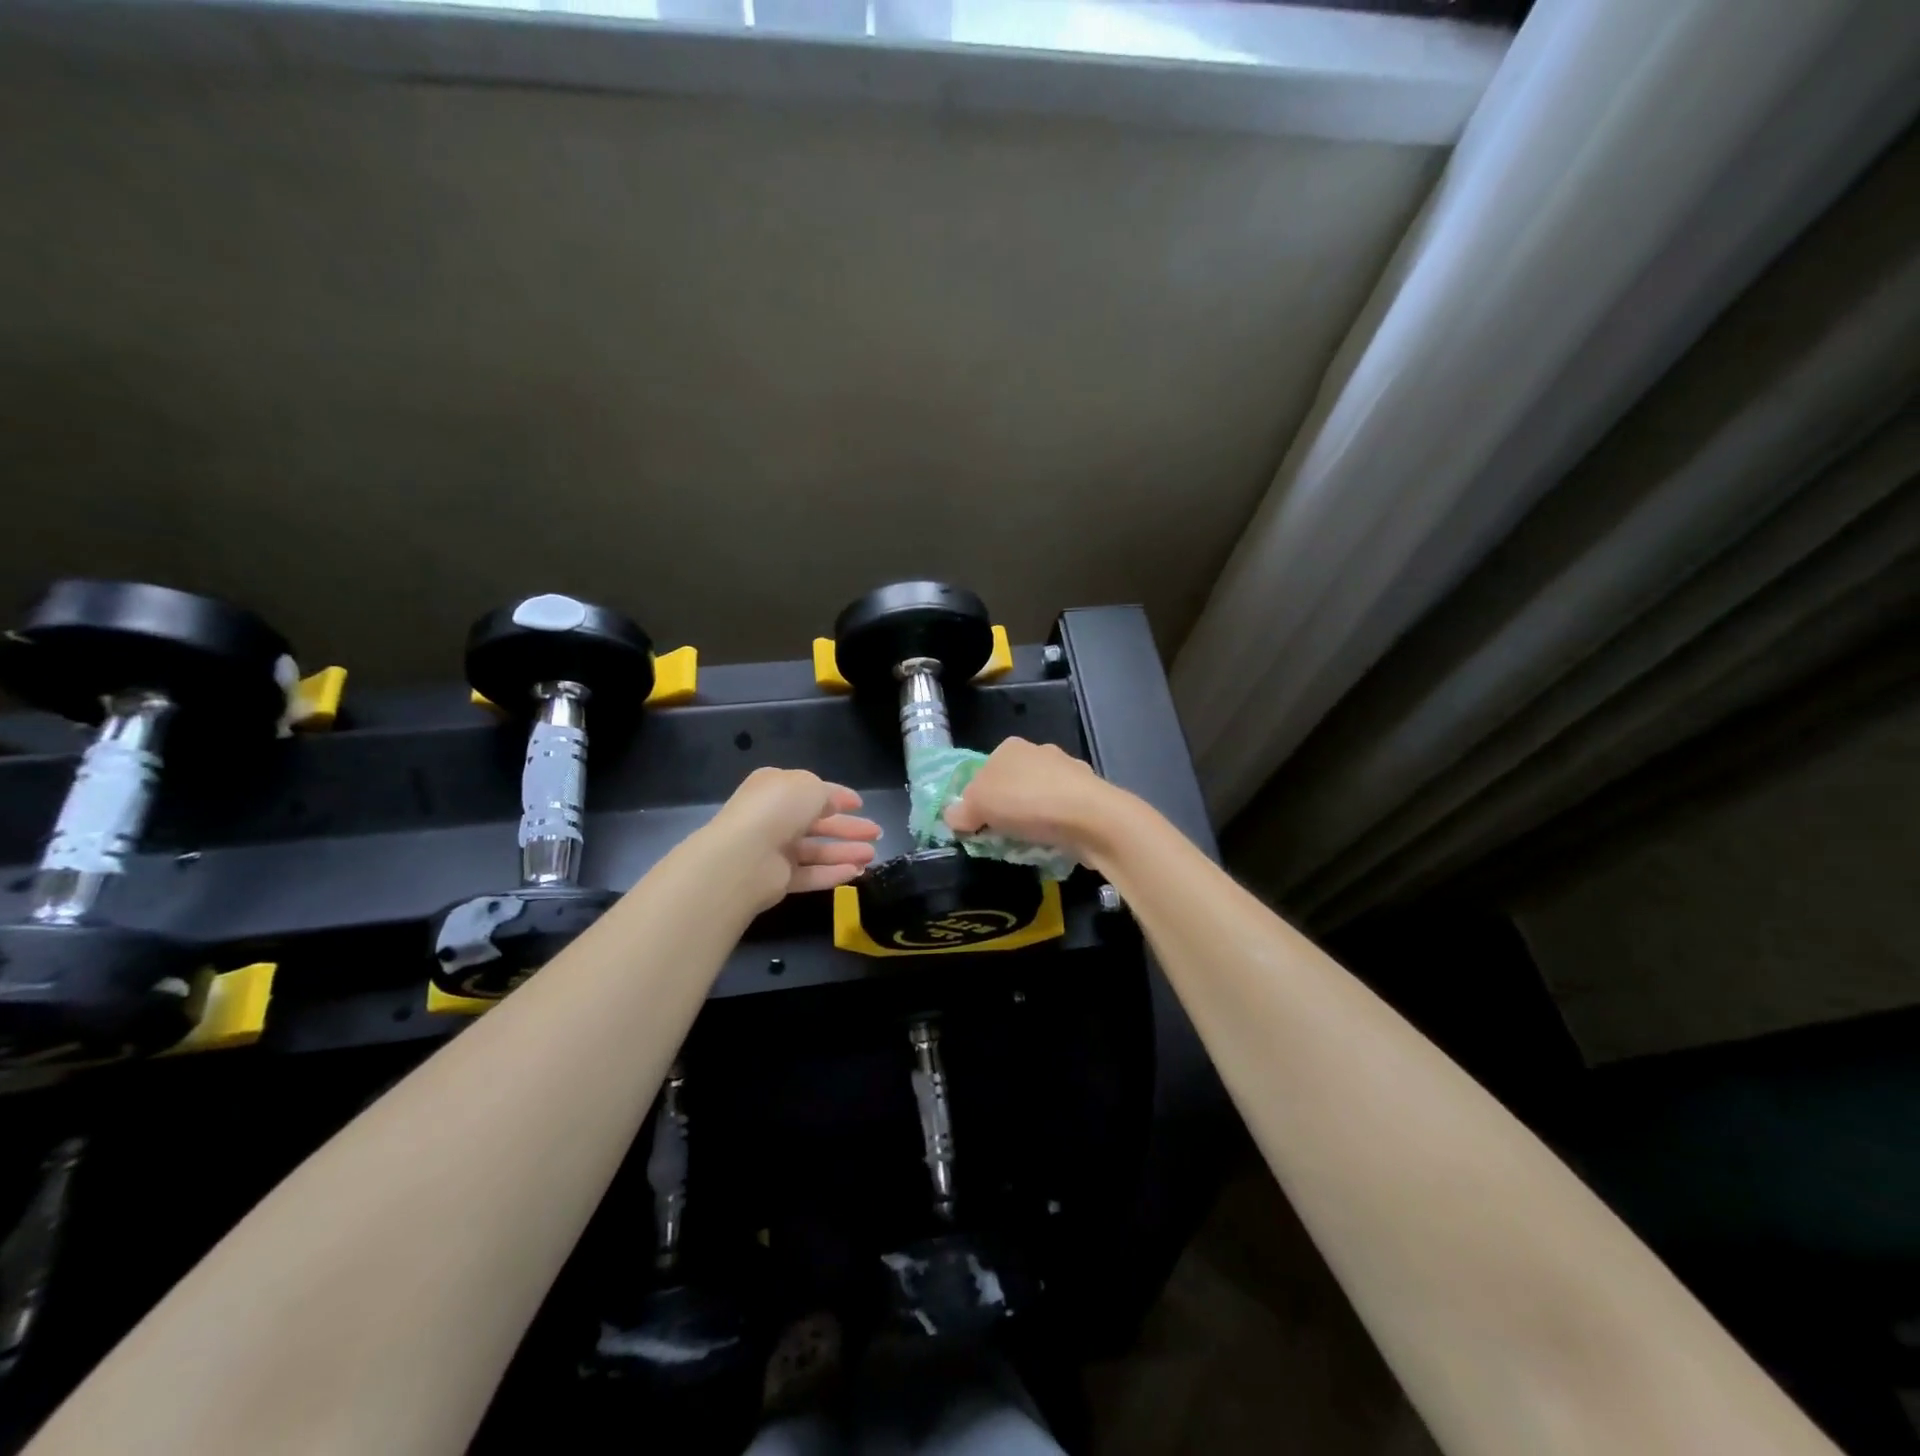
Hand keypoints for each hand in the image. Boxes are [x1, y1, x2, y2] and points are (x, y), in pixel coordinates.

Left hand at [703, 767, 882, 911]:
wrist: (744, 855)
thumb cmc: (778, 809)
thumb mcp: (810, 786)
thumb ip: (827, 794)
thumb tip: (833, 805)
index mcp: (775, 788)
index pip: (811, 791)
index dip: (838, 797)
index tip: (861, 805)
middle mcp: (773, 817)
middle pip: (817, 822)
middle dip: (848, 827)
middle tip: (876, 833)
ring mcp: (773, 849)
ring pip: (816, 850)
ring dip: (845, 851)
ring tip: (872, 856)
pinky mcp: (776, 879)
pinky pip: (809, 874)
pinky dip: (832, 873)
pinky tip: (856, 873)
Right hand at [943, 738, 1127, 866]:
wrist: (1091, 817)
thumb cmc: (1027, 803)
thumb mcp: (979, 807)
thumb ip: (961, 811)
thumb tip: (953, 817)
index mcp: (1010, 748)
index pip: (983, 772)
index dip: (976, 800)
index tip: (976, 825)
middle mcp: (1040, 752)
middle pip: (1011, 785)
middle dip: (1005, 810)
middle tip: (1000, 837)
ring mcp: (1069, 771)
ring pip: (1038, 798)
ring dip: (1031, 819)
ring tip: (1027, 845)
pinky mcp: (1089, 795)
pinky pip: (1061, 812)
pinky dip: (1055, 826)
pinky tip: (1053, 843)